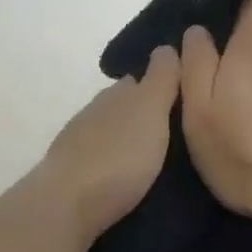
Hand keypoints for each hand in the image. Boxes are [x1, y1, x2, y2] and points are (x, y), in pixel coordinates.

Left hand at [37, 45, 181, 240]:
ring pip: (110, 132)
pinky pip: (100, 159)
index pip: (139, 80)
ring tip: (155, 155)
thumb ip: (161, 80)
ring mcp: (78, 144)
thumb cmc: (118, 156)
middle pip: (123, 106)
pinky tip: (126, 173)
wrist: (67, 204)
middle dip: (144, 113)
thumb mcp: (150, 110)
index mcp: (115, 95)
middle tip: (174, 130)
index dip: (161, 84)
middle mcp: (94, 113)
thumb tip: (165, 47)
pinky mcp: (72, 174)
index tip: (183, 97)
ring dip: (128, 139)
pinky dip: (114, 160)